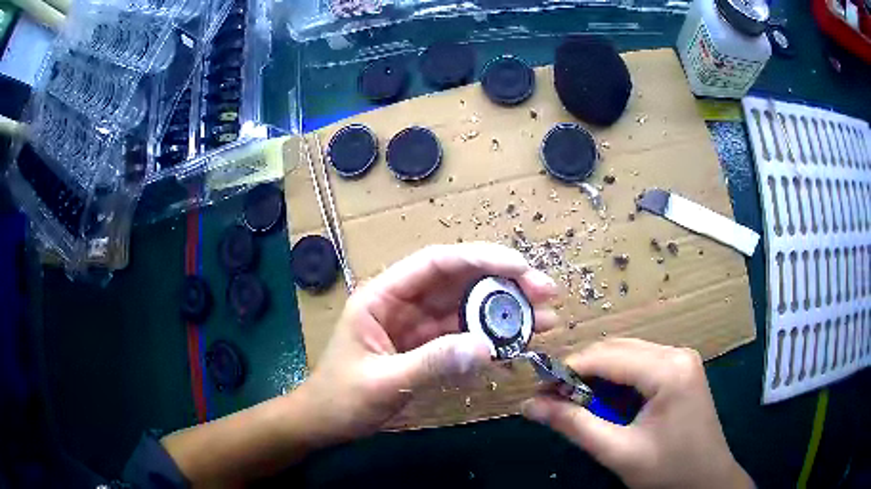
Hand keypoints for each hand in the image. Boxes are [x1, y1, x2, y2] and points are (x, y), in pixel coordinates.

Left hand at [298, 242, 557, 444]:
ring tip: (546, 319)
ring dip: (507, 312)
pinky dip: (494, 338)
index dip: (480, 258)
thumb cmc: (341, 398)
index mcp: (384, 296)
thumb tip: (487, 346)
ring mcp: (420, 326)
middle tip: (546, 293)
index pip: (436, 263)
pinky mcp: (429, 347)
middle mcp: (405, 303)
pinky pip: (466, 336)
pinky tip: (520, 344)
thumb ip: (432, 362)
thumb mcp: (383, 381)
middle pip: (460, 281)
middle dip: (505, 283)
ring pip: (469, 308)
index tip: (521, 267)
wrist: (326, 423)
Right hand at [521, 339, 752, 488]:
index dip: (568, 369)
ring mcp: (681, 359)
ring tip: (572, 400)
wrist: (707, 480)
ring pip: (627, 354)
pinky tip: (603, 400)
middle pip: (617, 349)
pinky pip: (640, 364)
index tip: (538, 389)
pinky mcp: (680, 370)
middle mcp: (677, 353)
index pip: (608, 356)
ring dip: (597, 374)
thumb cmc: (668, 470)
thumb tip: (529, 406)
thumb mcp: (619, 452)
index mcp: (669, 369)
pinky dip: (615, 379)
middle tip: (551, 396)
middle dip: (581, 370)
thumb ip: (575, 426)